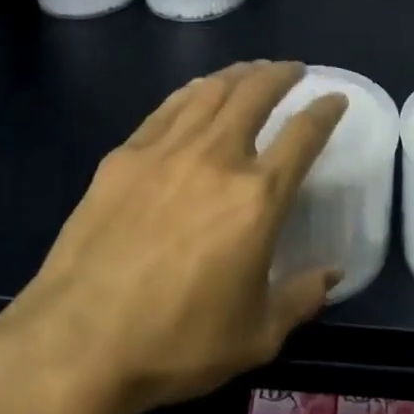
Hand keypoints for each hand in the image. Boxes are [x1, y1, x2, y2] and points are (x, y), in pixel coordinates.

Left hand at [0, 60, 348, 413]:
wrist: (78, 342)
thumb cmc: (176, 343)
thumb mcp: (256, 336)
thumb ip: (301, 298)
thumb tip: (332, 273)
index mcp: (257, 197)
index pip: (303, 135)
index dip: (324, 110)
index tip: (334, 97)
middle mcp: (216, 157)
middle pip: (256, 94)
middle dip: (281, 74)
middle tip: (293, 70)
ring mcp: (166, 149)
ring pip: (211, 90)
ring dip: (239, 73)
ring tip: (252, 71)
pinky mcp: (125, 155)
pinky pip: (169, 107)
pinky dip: (194, 91)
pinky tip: (198, 91)